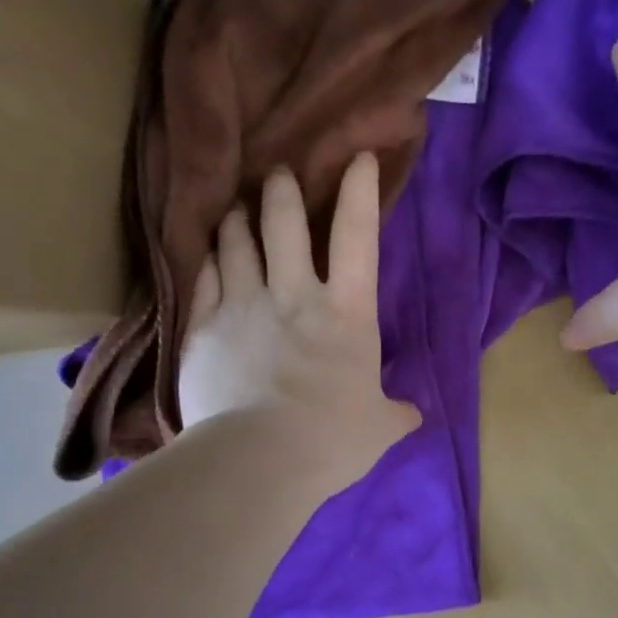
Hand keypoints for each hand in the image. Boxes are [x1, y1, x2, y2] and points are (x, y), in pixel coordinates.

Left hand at [179, 153, 419, 487]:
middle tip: (277, 176)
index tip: (358, 158)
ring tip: (236, 209)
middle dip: (281, 190)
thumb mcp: (379, 429)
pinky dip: (207, 260)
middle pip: (284, 222)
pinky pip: (203, 278)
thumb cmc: (333, 440)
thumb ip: (395, 414)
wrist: (260, 459)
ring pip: (237, 242)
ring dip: (238, 220)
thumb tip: (413, 415)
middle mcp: (294, 295)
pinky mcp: (203, 329)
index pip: (358, 237)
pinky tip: (207, 254)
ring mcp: (243, 306)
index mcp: (348, 314)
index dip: (359, 191)